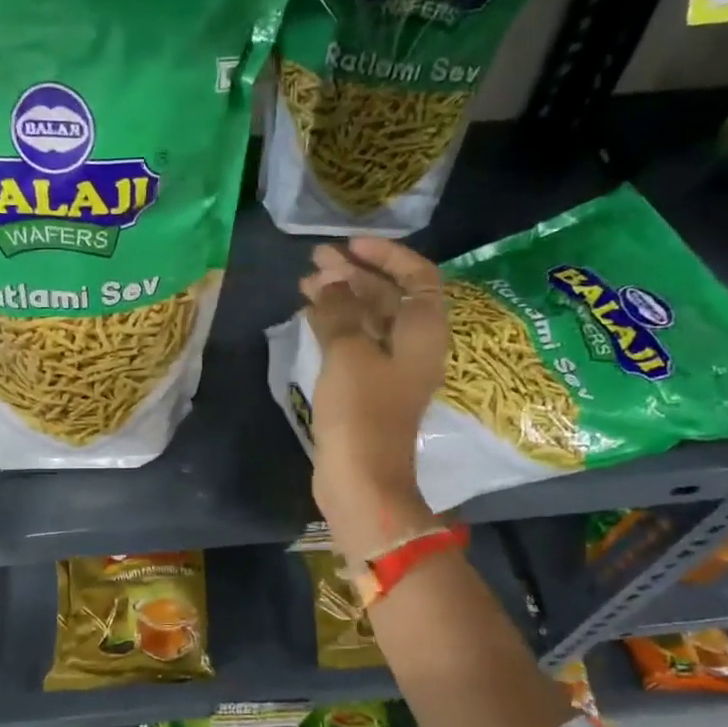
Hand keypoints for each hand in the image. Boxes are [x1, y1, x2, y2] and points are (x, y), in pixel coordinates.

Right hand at [299, 238, 445, 556]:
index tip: (350, 246)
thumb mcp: (349, 353)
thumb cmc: (361, 412)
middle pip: (389, 297)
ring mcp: (390, 369)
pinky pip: (355, 343)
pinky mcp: (368, 389)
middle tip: (315, 261)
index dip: (386, 255)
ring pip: (369, 320)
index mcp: (423, 332)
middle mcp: (413, 346)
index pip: (417, 276)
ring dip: (340, 299)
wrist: (362, 480)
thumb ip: (339, 311)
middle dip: (354, 275)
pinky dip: (335, 325)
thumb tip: (329, 282)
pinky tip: (310, 314)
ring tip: (304, 283)